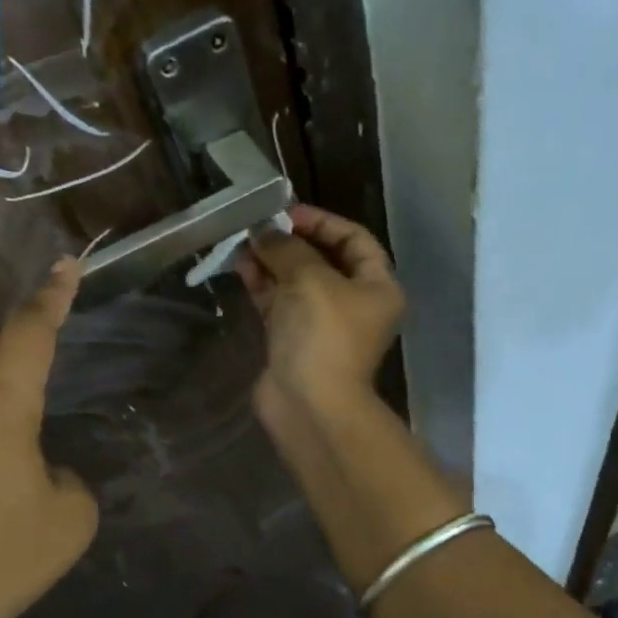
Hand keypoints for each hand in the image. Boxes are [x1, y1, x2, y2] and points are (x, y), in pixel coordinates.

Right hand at [235, 203, 404, 417]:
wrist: (309, 405)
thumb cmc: (323, 335)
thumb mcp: (310, 279)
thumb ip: (287, 248)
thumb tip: (265, 232)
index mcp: (377, 287)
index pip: (355, 240)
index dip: (323, 221)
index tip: (288, 212)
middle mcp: (354, 303)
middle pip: (323, 260)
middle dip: (290, 241)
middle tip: (259, 226)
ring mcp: (322, 324)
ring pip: (296, 281)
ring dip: (271, 260)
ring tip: (243, 242)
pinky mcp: (294, 341)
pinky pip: (279, 303)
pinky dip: (262, 284)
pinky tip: (240, 265)